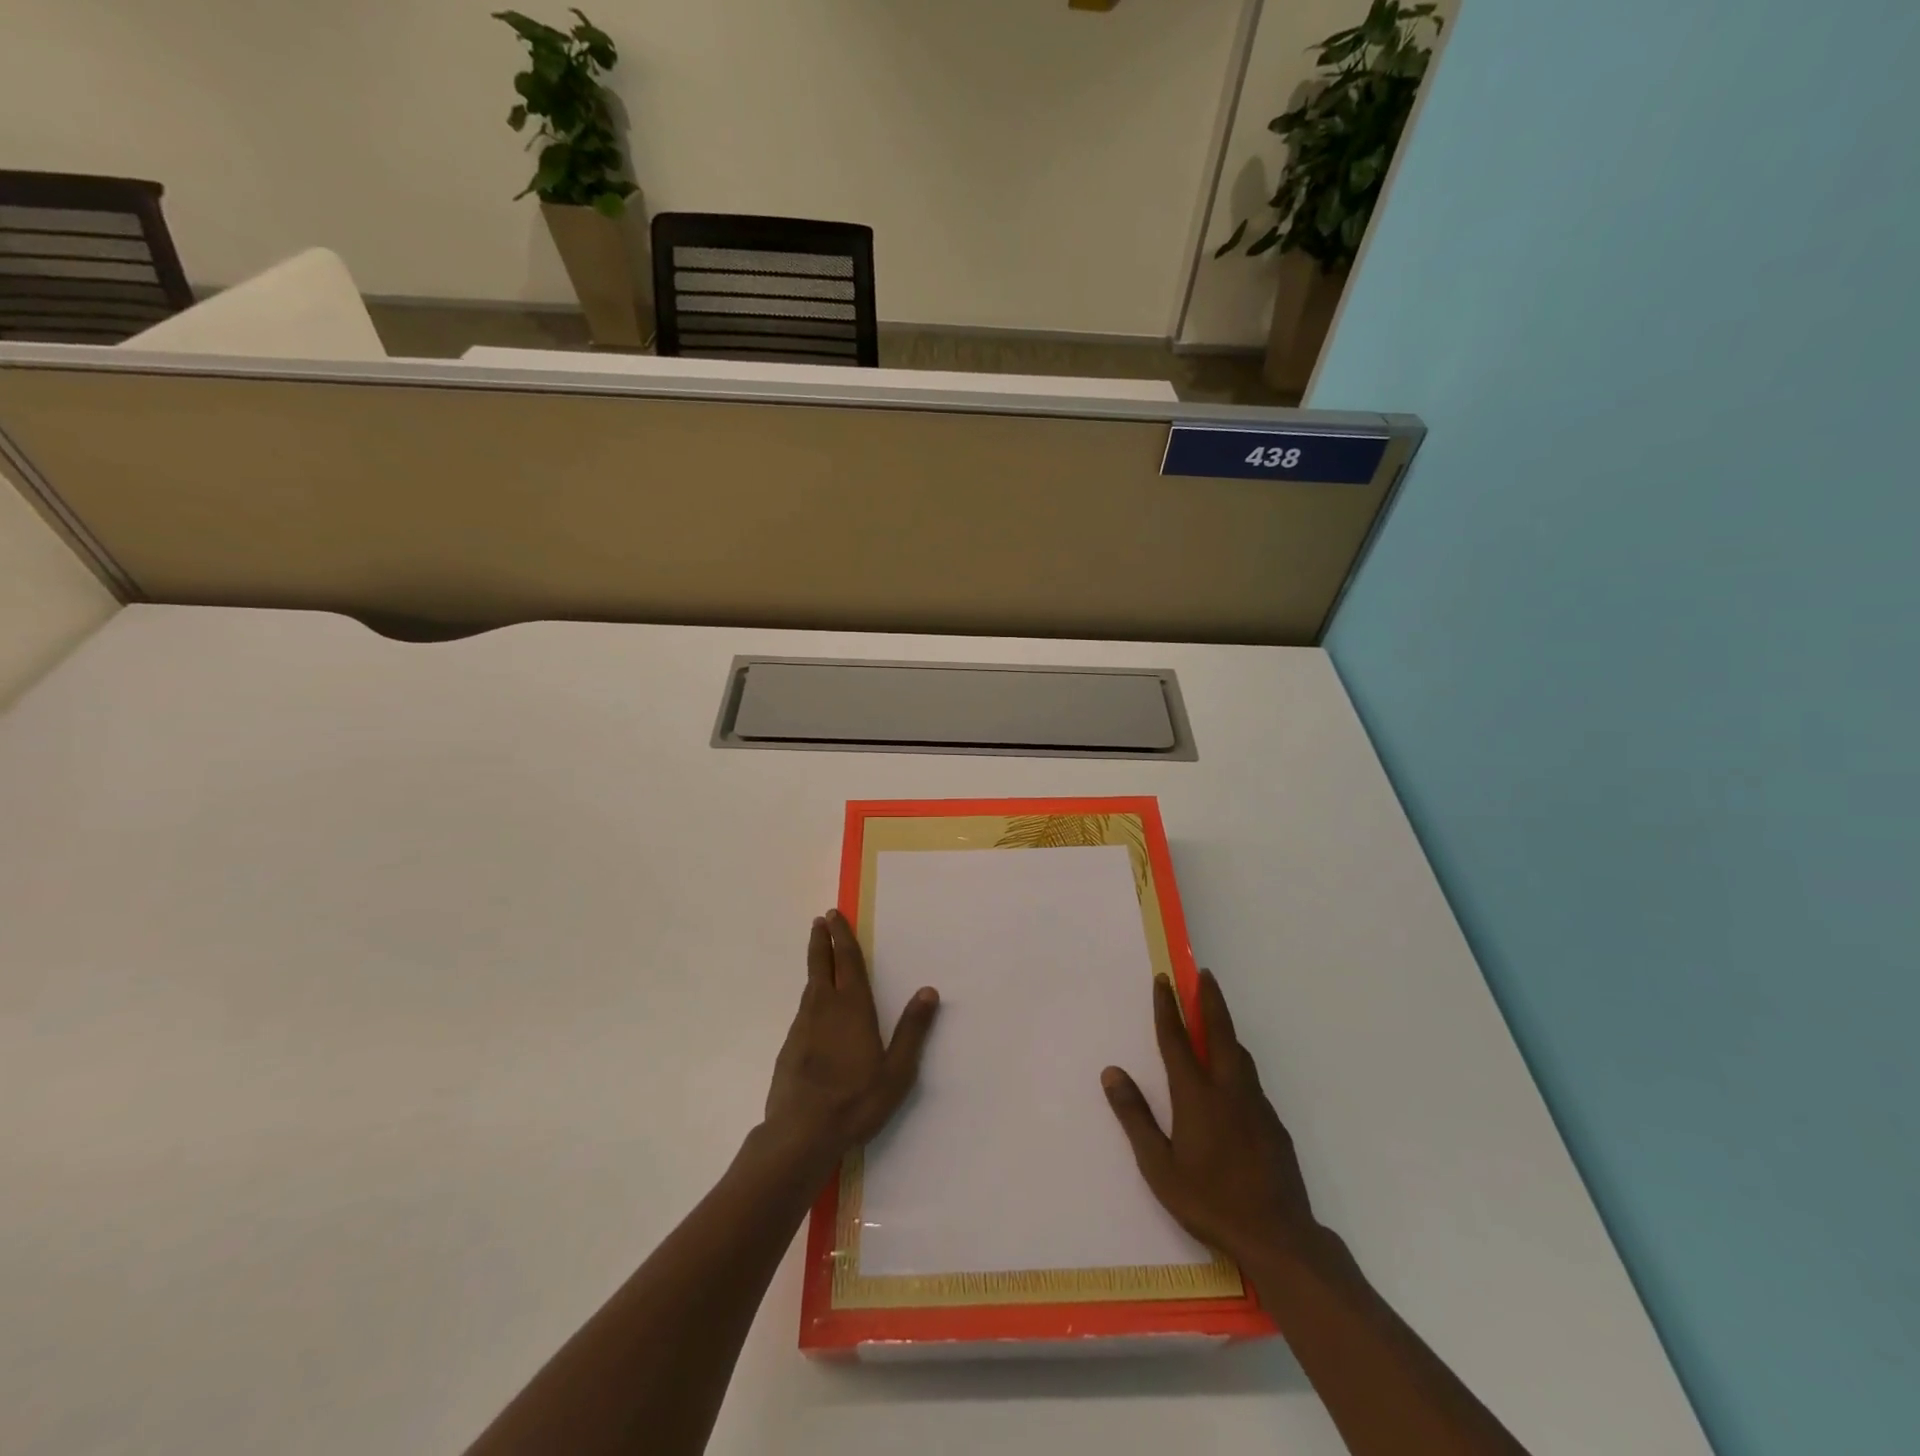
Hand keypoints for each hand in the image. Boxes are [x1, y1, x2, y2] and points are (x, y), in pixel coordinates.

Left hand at [763, 909, 939, 1172]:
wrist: (800, 1134)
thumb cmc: (855, 1100)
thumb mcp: (897, 1070)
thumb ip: (912, 1029)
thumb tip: (929, 990)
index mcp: (852, 1008)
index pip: (847, 961)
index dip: (842, 936)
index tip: (833, 915)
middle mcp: (824, 1008)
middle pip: (822, 965)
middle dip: (822, 941)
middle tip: (820, 921)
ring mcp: (803, 1027)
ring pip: (811, 987)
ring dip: (816, 966)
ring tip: (821, 958)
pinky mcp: (790, 1047)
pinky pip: (804, 1011)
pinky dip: (811, 997)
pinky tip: (815, 1010)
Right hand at [1102, 969, 1323, 1273]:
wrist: (1277, 1237)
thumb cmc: (1208, 1201)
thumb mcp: (1158, 1166)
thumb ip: (1135, 1116)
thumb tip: (1111, 1072)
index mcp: (1196, 1095)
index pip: (1177, 1039)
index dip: (1168, 1007)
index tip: (1164, 979)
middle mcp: (1228, 1090)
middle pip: (1220, 1032)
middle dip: (1210, 1000)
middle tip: (1204, 974)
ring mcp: (1255, 1105)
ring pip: (1240, 1054)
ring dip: (1227, 1029)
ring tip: (1217, 1018)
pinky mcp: (1274, 1124)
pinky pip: (1251, 1080)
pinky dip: (1238, 1063)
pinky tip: (1234, 1079)